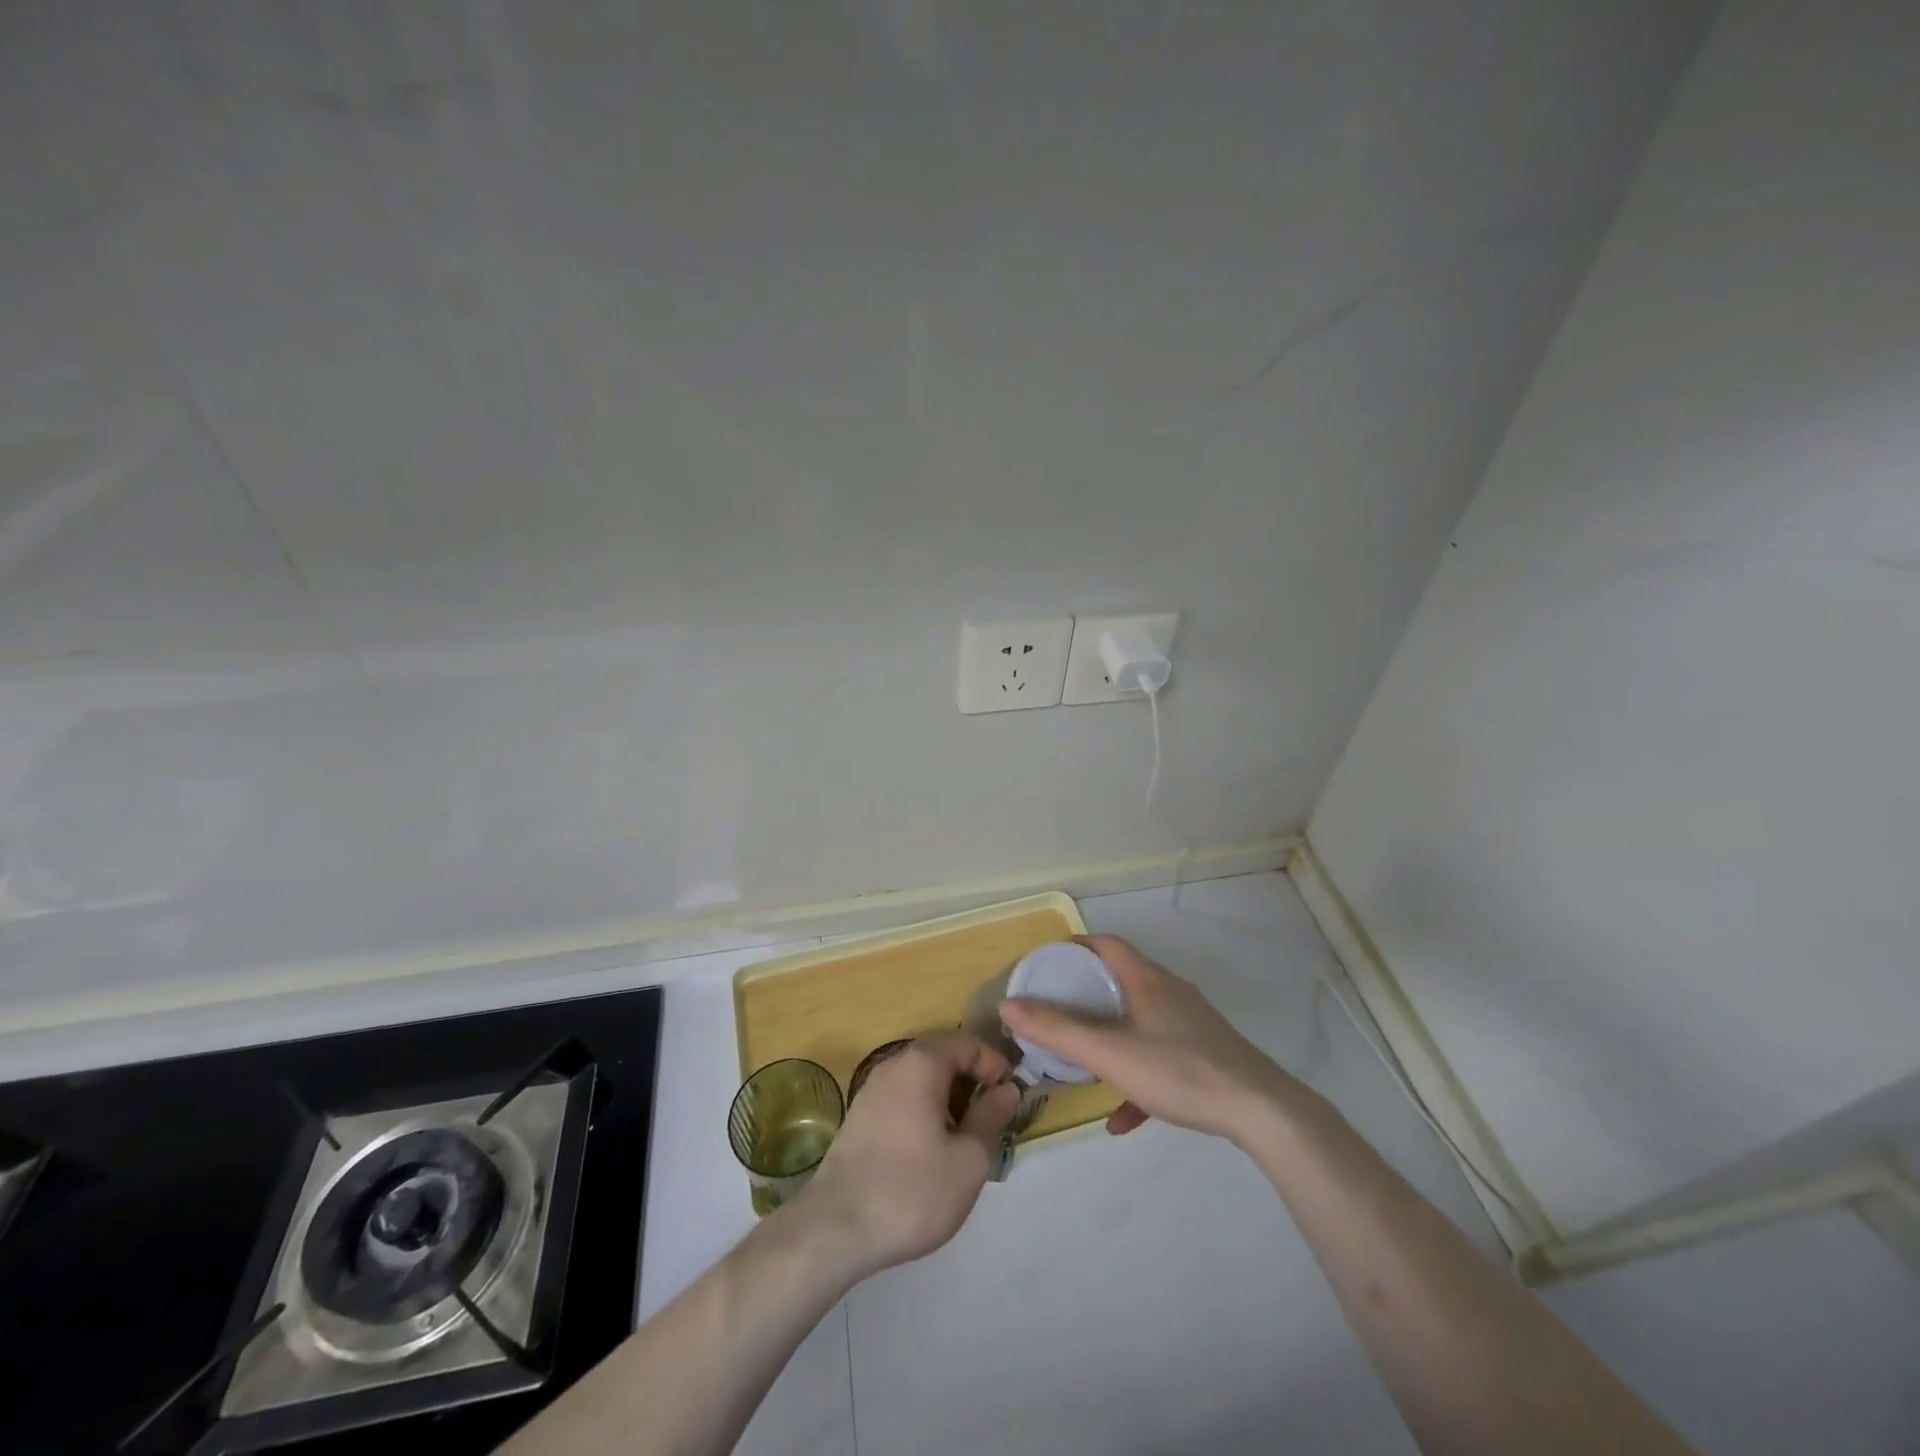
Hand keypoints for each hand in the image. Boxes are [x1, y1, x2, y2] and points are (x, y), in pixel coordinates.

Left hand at [795, 1032, 1019, 1279]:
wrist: (835, 1229)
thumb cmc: (912, 1190)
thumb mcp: (969, 1159)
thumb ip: (991, 1117)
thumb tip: (1007, 1089)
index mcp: (921, 1063)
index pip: (967, 1042)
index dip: (994, 1064)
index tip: (1009, 1098)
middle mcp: (894, 1065)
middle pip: (943, 1057)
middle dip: (972, 1084)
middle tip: (991, 1123)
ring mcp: (872, 1090)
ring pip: (922, 1080)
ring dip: (949, 1102)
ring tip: (964, 1144)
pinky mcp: (859, 1118)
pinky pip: (903, 1099)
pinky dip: (925, 1113)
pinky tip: (931, 1154)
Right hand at [999, 934, 1291, 1142]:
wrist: (1262, 1112)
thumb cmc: (1180, 1071)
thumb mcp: (1110, 1053)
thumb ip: (1058, 1031)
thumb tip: (1009, 1007)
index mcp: (1147, 980)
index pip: (1105, 944)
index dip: (1074, 946)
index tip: (1046, 964)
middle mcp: (1169, 992)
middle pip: (1120, 980)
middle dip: (1085, 994)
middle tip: (1055, 1011)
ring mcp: (1190, 1024)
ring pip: (1138, 1022)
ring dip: (1109, 1038)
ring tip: (1082, 1061)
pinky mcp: (1205, 1055)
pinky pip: (1160, 1058)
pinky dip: (1136, 1077)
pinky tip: (1122, 1119)